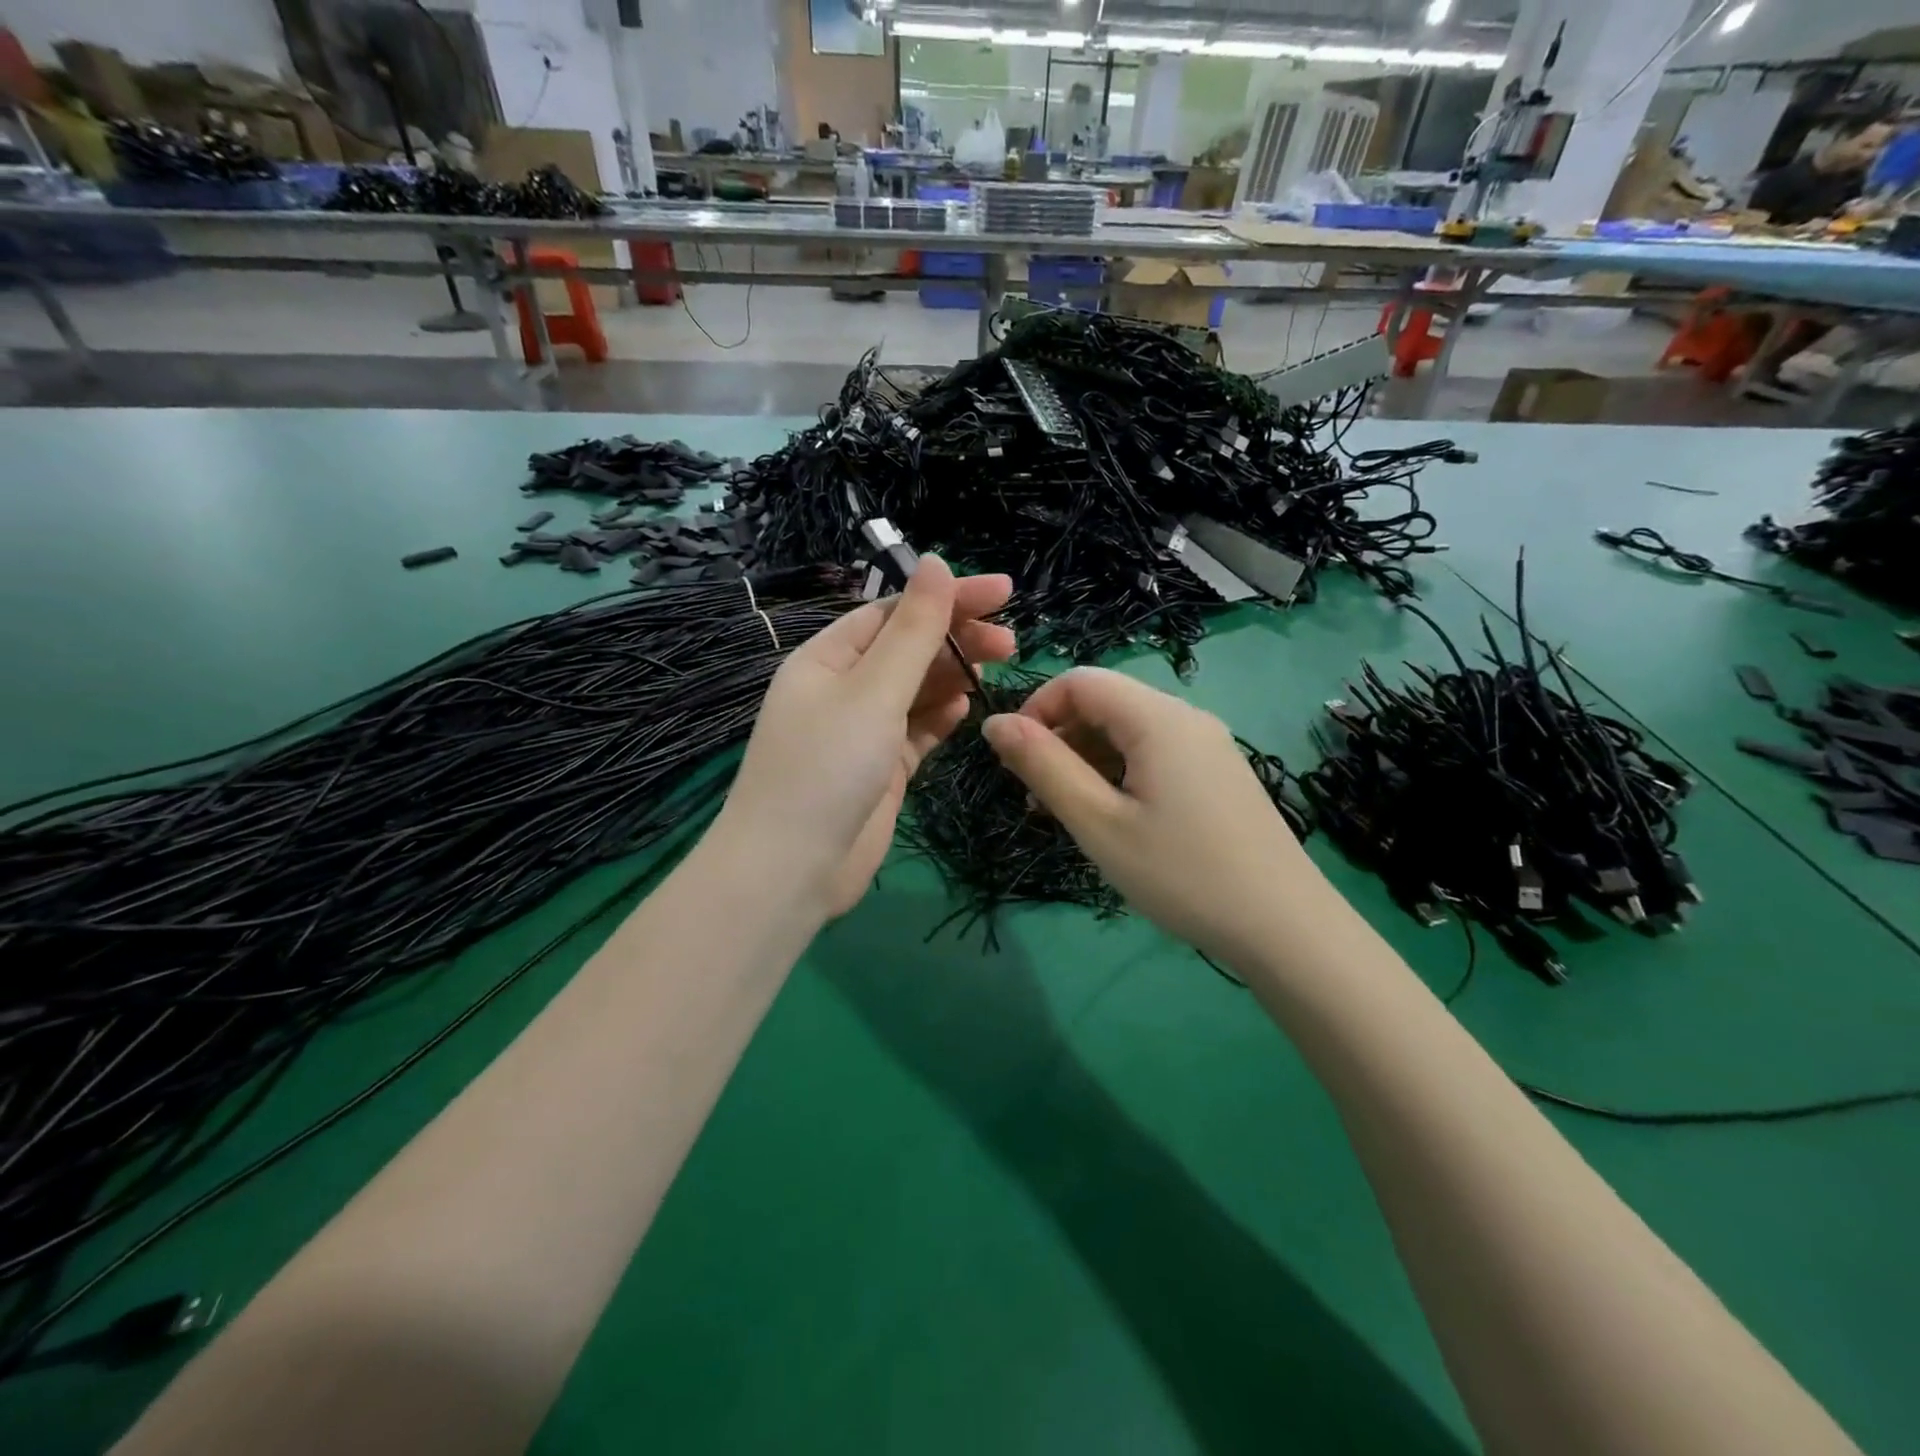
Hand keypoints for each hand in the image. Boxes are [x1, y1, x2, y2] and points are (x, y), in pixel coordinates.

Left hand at [718, 556, 1013, 918]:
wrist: (793, 869)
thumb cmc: (827, 767)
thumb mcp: (873, 691)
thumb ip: (912, 631)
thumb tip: (934, 562)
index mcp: (828, 658)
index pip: (894, 612)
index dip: (947, 597)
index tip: (1004, 591)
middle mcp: (842, 688)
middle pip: (908, 649)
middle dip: (956, 639)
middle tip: (1010, 643)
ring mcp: (861, 731)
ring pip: (916, 690)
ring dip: (953, 677)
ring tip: (996, 671)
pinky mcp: (880, 769)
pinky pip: (916, 730)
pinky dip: (940, 717)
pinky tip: (965, 710)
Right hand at [981, 667, 1322, 961]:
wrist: (1284, 927)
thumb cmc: (1181, 874)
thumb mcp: (1098, 823)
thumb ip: (1043, 766)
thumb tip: (994, 723)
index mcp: (1157, 718)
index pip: (1080, 681)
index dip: (1037, 710)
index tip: (1016, 763)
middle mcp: (1186, 717)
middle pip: (1105, 703)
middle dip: (1060, 740)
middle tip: (1039, 800)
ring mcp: (1208, 746)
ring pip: (1128, 732)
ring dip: (1087, 761)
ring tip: (1070, 816)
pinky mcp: (1218, 774)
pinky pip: (1154, 755)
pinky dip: (1120, 774)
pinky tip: (1114, 820)